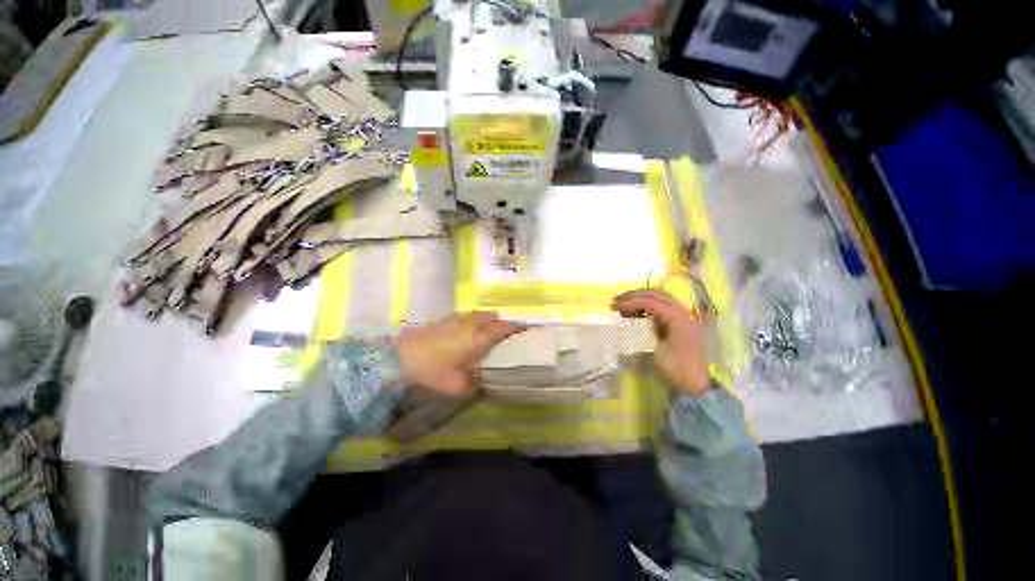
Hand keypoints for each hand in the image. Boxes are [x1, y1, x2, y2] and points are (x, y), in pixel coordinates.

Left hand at [394, 312, 525, 396]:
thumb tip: (483, 381)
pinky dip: (470, 318)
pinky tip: (465, 328)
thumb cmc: (433, 372)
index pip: (502, 328)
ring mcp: (455, 320)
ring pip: (476, 313)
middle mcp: (469, 325)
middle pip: (490, 316)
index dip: (515, 326)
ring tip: (487, 326)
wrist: (399, 359)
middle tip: (505, 327)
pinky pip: (463, 315)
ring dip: (485, 317)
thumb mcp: (457, 387)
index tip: (524, 325)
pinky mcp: (442, 320)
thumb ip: (474, 384)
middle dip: (500, 320)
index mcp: (478, 339)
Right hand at [612, 290, 710, 397]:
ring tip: (622, 306)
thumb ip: (648, 327)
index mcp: (677, 317)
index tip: (614, 306)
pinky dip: (646, 307)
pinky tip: (634, 313)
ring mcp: (682, 315)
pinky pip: (660, 307)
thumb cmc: (676, 368)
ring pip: (657, 299)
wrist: (695, 383)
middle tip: (615, 301)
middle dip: (633, 296)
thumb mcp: (657, 349)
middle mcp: (682, 311)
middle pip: (654, 294)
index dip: (630, 301)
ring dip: (639, 300)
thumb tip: (634, 315)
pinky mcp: (679, 321)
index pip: (650, 301)